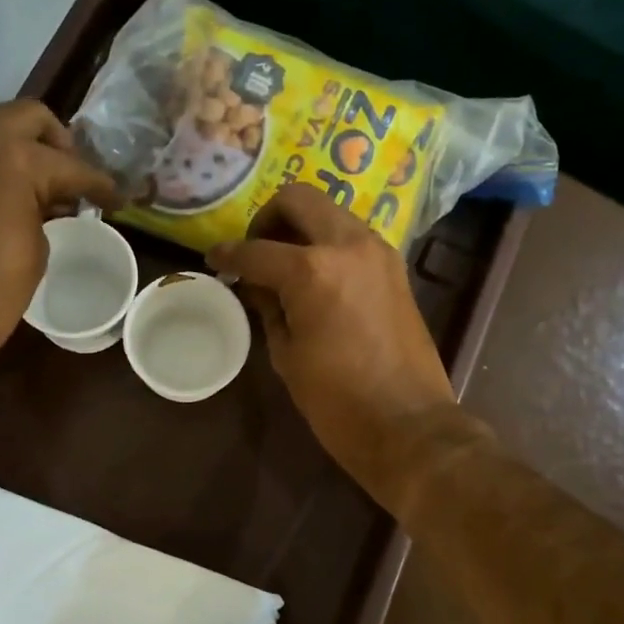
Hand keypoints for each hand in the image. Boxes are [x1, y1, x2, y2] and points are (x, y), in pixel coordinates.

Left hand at [0, 100, 117, 378]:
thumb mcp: (38, 248)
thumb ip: (48, 210)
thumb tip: (52, 202)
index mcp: (14, 158)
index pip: (71, 164)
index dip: (100, 184)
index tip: (116, 198)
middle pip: (29, 117)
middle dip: (58, 144)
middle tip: (72, 178)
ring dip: (21, 148)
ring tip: (41, 188)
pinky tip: (7, 197)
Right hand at [207, 184, 475, 510]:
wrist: (409, 424)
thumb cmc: (337, 400)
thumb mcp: (287, 354)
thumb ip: (268, 307)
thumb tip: (255, 284)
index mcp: (312, 270)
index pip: (257, 250)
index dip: (228, 254)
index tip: (214, 260)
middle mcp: (348, 244)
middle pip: (299, 199)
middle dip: (268, 218)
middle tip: (256, 250)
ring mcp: (378, 251)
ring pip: (330, 212)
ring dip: (302, 226)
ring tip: (284, 263)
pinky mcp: (395, 267)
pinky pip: (352, 236)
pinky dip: (328, 242)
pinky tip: (315, 275)